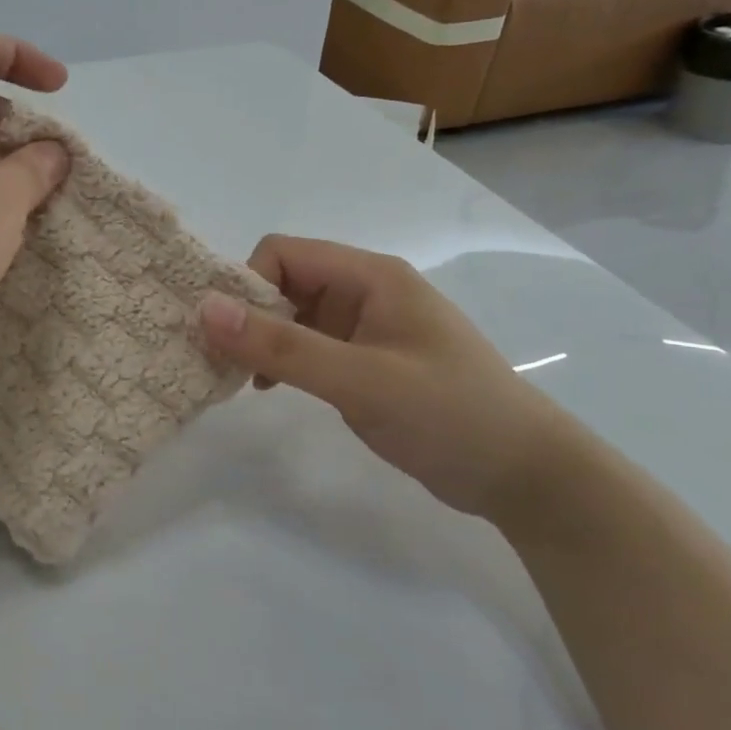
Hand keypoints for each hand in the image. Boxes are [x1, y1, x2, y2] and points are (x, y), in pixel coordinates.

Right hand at [199, 236, 575, 520]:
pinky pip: (307, 345)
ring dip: (262, 341)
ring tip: (241, 380)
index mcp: (370, 276)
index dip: (248, 286)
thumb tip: (205, 309)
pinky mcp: (364, 360)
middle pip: (284, 282)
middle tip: (221, 362)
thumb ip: (282, 346)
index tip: (228, 336)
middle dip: (248, 316)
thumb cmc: (449, 415)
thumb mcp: (360, 379)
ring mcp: (365, 327)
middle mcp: (364, 291)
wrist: (525, 475)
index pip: (283, 254)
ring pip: (291, 315)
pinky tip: (269, 389)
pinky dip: (281, 361)